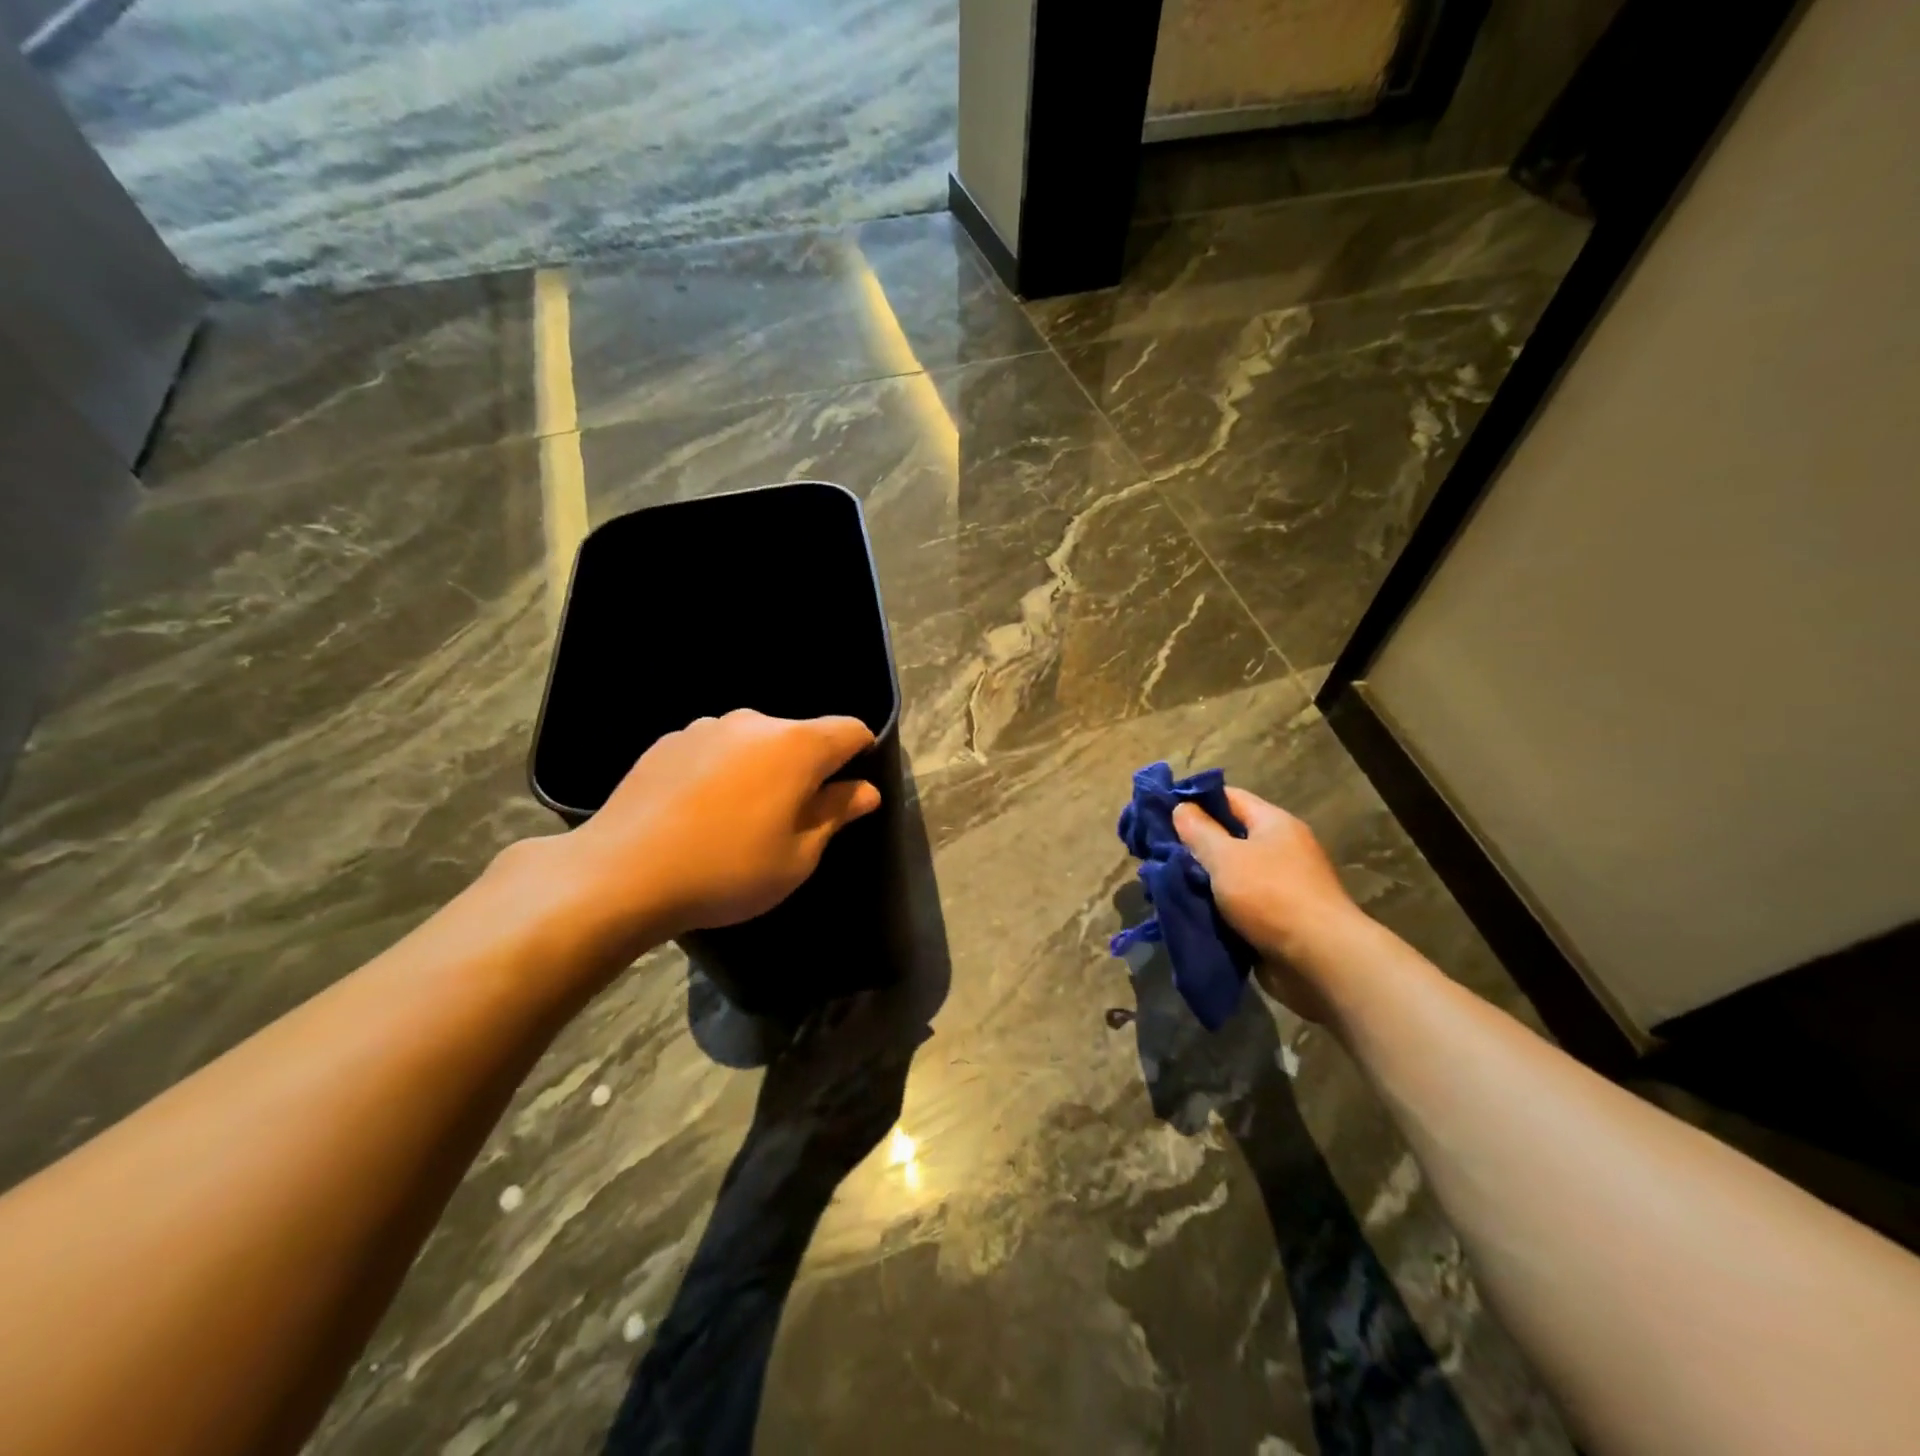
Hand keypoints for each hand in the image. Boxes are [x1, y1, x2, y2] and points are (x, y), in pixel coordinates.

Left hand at [562, 710, 881, 944]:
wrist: (621, 874)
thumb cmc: (727, 870)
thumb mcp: (797, 856)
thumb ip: (835, 814)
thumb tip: (865, 790)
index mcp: (796, 746)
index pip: (850, 730)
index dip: (862, 753)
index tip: (851, 789)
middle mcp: (753, 723)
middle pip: (799, 736)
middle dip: (806, 769)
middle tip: (791, 818)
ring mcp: (705, 727)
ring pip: (754, 742)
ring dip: (761, 769)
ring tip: (737, 817)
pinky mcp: (668, 742)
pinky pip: (714, 750)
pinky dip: (721, 771)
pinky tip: (698, 812)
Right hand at [1172, 788, 1364, 1021]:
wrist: (1321, 961)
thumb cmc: (1271, 896)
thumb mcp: (1226, 858)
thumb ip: (1199, 831)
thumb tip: (1181, 808)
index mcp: (1273, 824)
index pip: (1228, 798)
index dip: (1193, 800)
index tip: (1159, 811)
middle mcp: (1279, 849)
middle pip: (1227, 837)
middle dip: (1192, 845)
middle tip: (1154, 851)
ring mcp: (1280, 886)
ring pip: (1229, 874)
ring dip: (1200, 880)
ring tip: (1162, 883)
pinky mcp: (1276, 919)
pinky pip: (1237, 905)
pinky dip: (1214, 907)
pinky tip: (1186, 910)